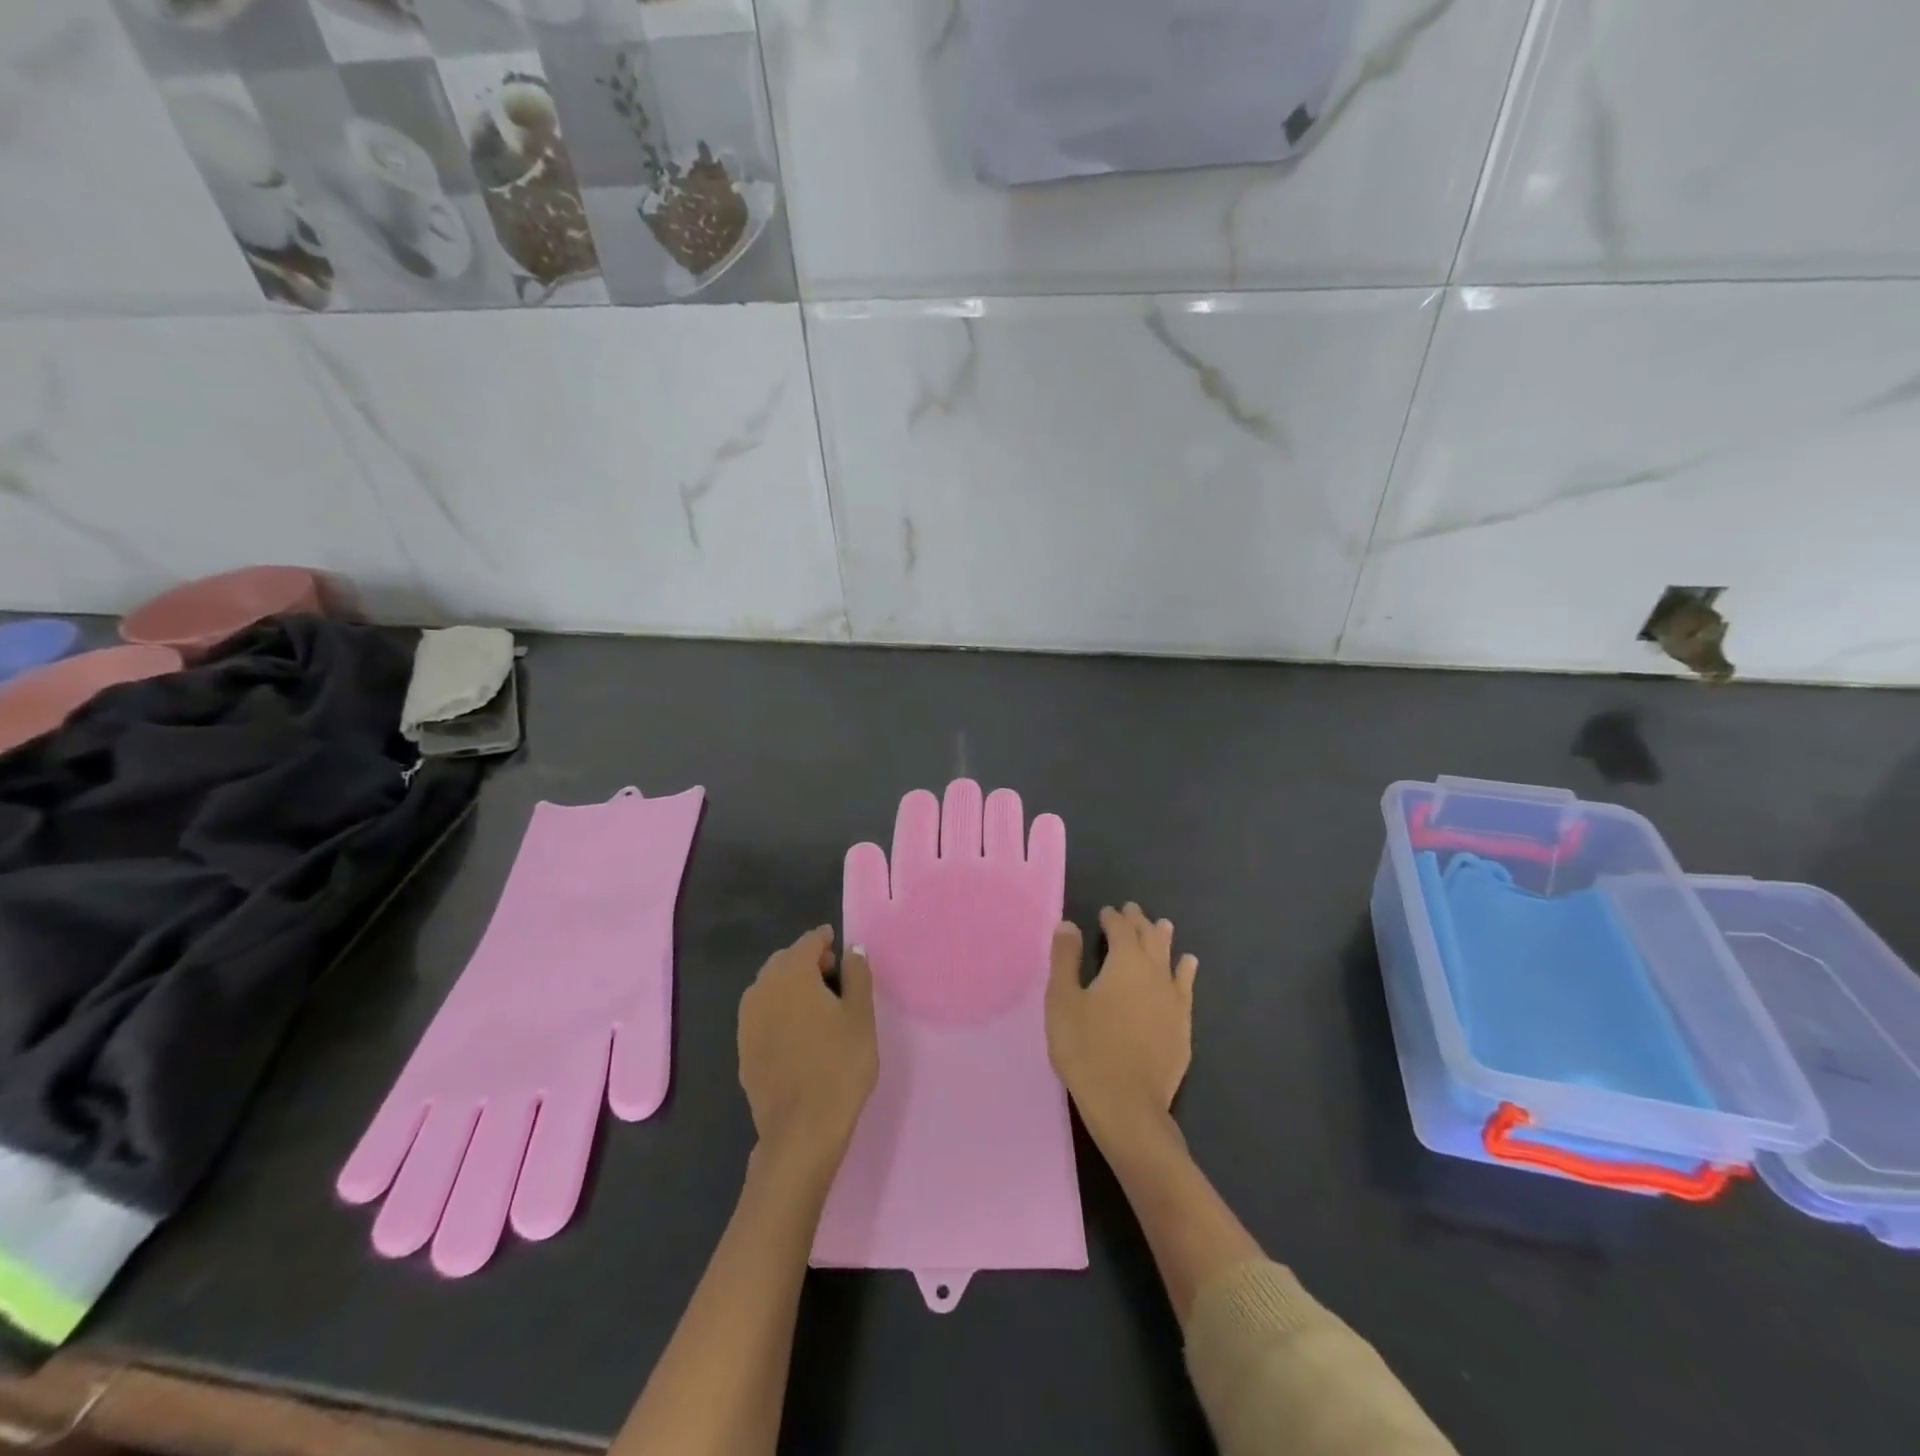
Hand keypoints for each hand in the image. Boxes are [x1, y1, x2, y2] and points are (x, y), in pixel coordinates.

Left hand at [738, 926, 877, 1174]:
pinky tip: (797, 1030)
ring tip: (817, 1005)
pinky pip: (762, 1013)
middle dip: (808, 960)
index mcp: (792, 974)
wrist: (801, 1130)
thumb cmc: (839, 1065)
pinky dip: (779, 1009)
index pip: (809, 942)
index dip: (826, 940)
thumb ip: (857, 975)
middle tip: (834, 976)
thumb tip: (852, 949)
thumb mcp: (860, 1016)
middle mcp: (762, 989)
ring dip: (791, 985)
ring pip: (769, 987)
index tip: (840, 945)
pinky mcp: (743, 1048)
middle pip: (785, 961)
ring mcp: (747, 1020)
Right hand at [1046, 903, 1197, 1151]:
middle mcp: (1154, 973)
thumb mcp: (1062, 1000)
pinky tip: (1188, 965)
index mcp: (1125, 962)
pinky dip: (1185, 970)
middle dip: (1139, 922)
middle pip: (1149, 938)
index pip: (1120, 929)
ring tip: (1163, 926)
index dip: (1112, 918)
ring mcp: (1173, 999)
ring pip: (1170, 958)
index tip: (1105, 912)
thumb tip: (1069, 924)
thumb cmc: (1086, 1048)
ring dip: (1164, 939)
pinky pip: (1186, 986)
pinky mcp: (1182, 1025)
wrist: (1127, 1104)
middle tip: (1132, 910)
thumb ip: (1066, 959)